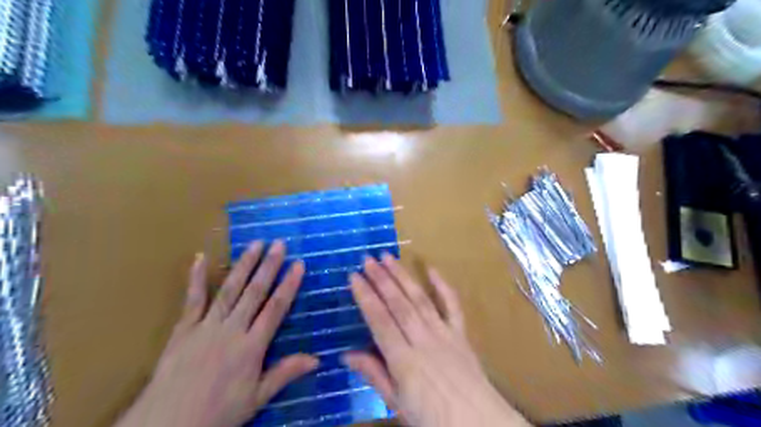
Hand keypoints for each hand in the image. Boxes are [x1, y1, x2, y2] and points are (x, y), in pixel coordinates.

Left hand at [116, 242, 317, 425]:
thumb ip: (285, 373)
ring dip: (244, 265)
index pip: (276, 308)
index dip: (289, 284)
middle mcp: (232, 329)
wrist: (167, 425)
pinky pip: (192, 299)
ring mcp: (206, 325)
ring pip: (230, 289)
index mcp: (252, 346)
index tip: (299, 264)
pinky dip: (196, 278)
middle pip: (255, 292)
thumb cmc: (218, 412)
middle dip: (269, 266)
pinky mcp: (184, 328)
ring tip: (255, 244)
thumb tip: (317, 358)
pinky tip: (200, 258)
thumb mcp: (257, 398)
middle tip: (279, 244)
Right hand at [347, 255, 529, 424]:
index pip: (380, 322)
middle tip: (368, 259)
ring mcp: (444, 333)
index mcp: (404, 361)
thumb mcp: (398, 403)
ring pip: (419, 299)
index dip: (366, 297)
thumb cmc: (433, 418)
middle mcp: (423, 340)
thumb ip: (374, 375)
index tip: (354, 277)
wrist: (479, 423)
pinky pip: (452, 305)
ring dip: (402, 276)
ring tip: (388, 257)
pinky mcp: (460, 333)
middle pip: (399, 304)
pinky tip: (431, 269)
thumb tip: (346, 354)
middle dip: (381, 279)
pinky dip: (442, 286)